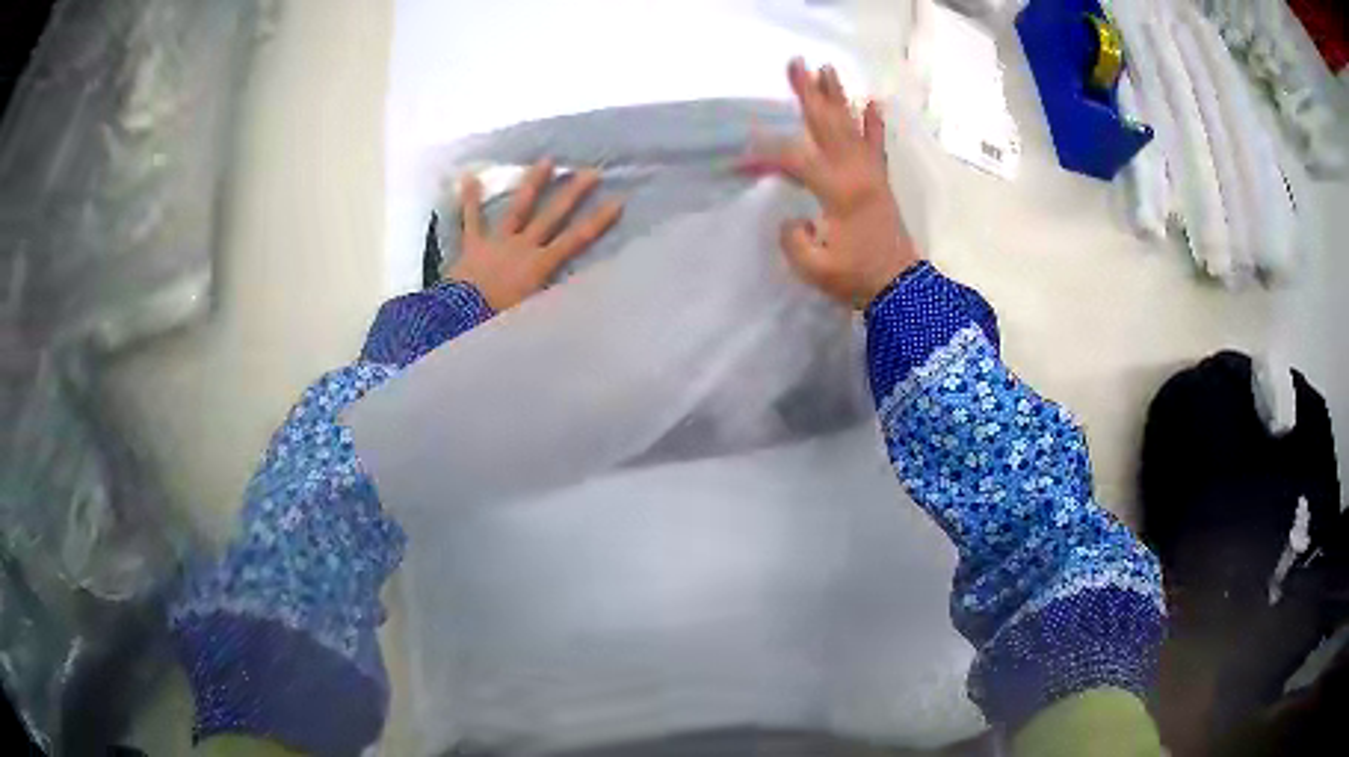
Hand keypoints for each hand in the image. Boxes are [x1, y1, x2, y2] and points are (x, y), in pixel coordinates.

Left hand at [445, 158, 623, 309]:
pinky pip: (470, 220)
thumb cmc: (499, 321)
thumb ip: (555, 304)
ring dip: (532, 183)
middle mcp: (523, 246)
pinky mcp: (472, 245)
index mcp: (541, 265)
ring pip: (518, 208)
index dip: (598, 221)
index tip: (618, 201)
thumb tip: (581, 302)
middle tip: (591, 171)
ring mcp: (497, 242)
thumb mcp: (534, 317)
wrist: (460, 320)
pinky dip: (469, 199)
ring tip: (546, 160)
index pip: (576, 240)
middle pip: (552, 215)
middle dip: (573, 193)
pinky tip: (468, 177)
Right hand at [741, 59, 920, 308]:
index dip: (765, 155)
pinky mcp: (879, 180)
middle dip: (809, 93)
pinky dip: (874, 123)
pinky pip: (876, 145)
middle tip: (796, 63)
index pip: (795, 159)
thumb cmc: (856, 278)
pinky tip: (872, 102)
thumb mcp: (814, 267)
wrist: (900, 288)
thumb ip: (793, 238)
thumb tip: (793, 218)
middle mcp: (856, 173)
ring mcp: (871, 173)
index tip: (740, 161)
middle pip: (828, 124)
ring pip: (851, 126)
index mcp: (838, 191)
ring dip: (837, 96)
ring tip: (827, 69)